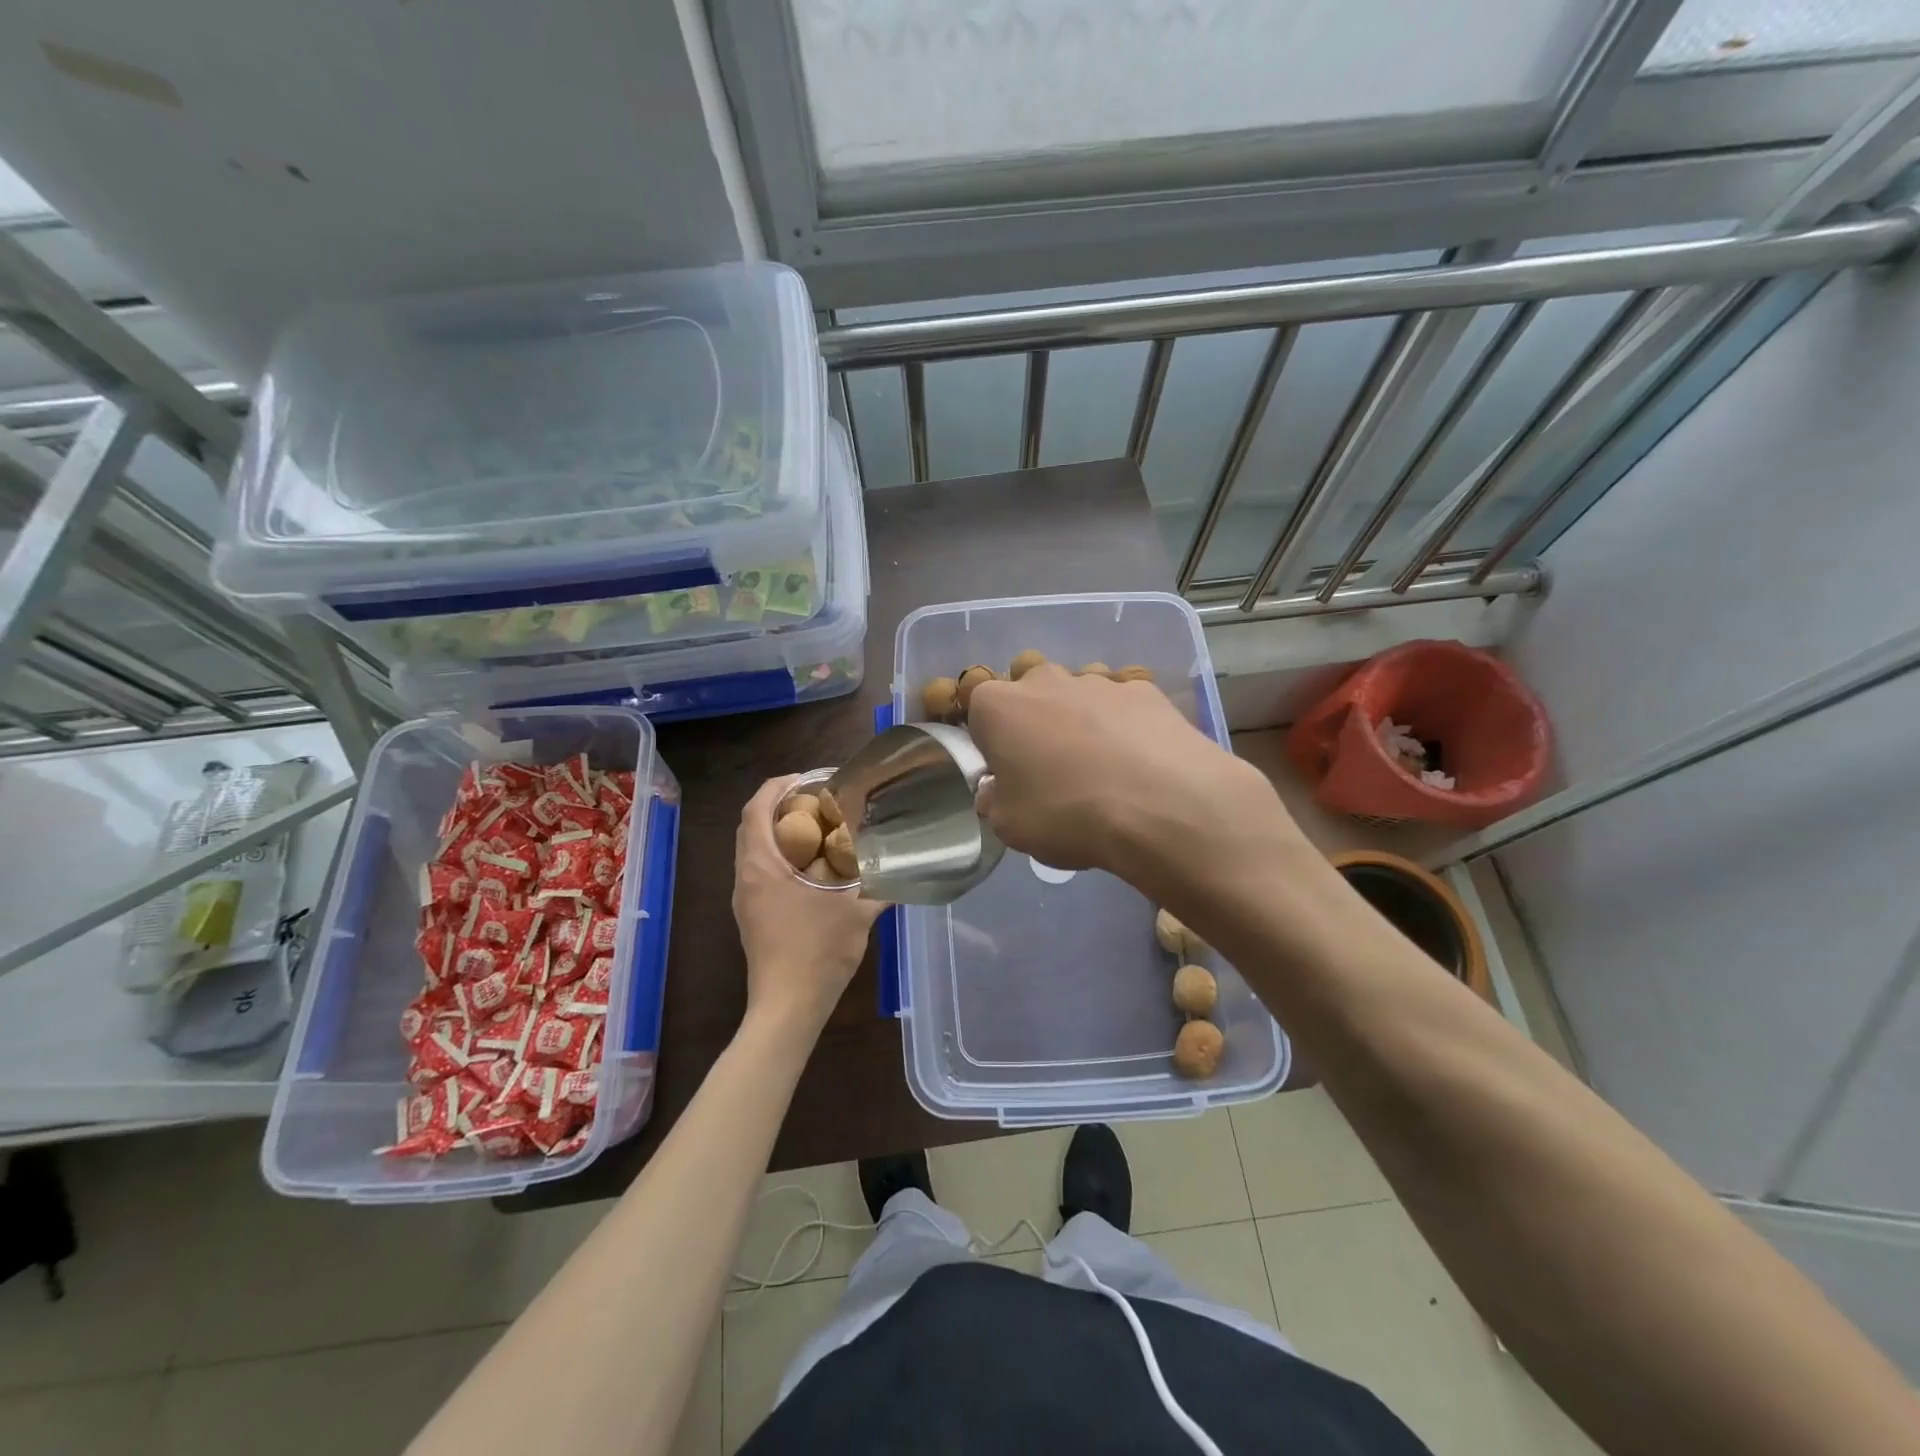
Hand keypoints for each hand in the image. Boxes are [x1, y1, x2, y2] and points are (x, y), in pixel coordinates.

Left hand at [733, 775, 887, 1037]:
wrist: (787, 1008)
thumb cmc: (817, 953)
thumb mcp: (857, 912)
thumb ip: (882, 883)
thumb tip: (905, 862)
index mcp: (762, 867)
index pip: (755, 810)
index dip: (776, 786)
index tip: (805, 778)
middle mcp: (746, 878)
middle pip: (751, 826)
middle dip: (778, 805)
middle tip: (815, 798)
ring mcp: (745, 899)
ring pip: (754, 850)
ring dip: (778, 831)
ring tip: (816, 827)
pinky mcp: (751, 917)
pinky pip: (759, 870)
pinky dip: (779, 855)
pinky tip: (811, 866)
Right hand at [966, 666, 1302, 886]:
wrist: (1162, 805)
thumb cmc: (1066, 813)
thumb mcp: (1009, 826)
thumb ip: (994, 800)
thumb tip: (997, 789)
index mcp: (998, 706)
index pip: (978, 709)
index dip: (990, 741)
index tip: (1006, 771)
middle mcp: (1044, 680)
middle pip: (1029, 690)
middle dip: (1034, 719)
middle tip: (1050, 765)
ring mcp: (1098, 680)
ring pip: (1077, 693)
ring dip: (1079, 718)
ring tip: (1101, 765)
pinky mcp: (1145, 690)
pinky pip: (1122, 705)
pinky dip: (1124, 725)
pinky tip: (1139, 761)